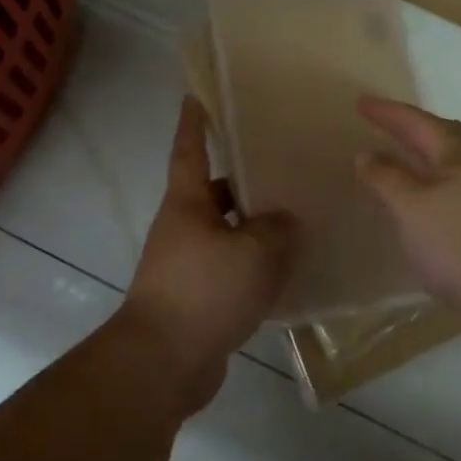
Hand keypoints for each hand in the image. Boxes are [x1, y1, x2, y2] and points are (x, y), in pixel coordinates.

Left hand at [122, 98, 294, 410]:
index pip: (189, 151)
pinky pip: (230, 270)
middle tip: (282, 169)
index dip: (194, 124)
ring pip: (226, 234)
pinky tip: (286, 272)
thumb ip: (277, 228)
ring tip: (295, 220)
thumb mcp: (254, 251)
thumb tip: (283, 221)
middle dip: (244, 182)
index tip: (195, 97)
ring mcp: (186, 265)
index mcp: (187, 204)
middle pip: (214, 194)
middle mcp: (182, 228)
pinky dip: (253, 267)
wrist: (164, 363)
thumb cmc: (205, 291)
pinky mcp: (196, 299)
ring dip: (254, 228)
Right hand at [354, 97, 460, 354]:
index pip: (417, 122)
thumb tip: (366, 153)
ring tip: (400, 157)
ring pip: (453, 161)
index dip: (388, 112)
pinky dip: (434, 181)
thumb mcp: (412, 207)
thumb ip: (387, 177)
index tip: (361, 101)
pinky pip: (457, 185)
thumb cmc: (460, 244)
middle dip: (412, 126)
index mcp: (459, 154)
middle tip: (385, 123)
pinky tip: (423, 201)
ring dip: (425, 154)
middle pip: (444, 135)